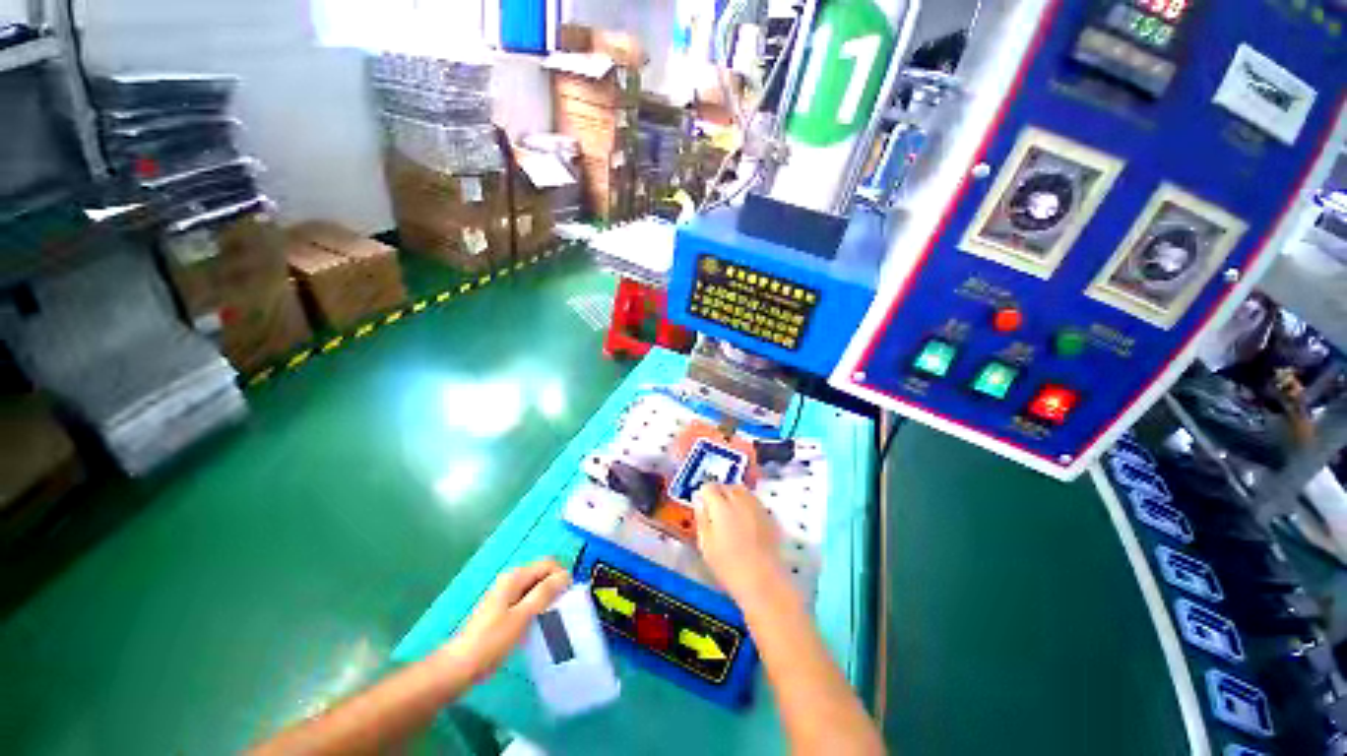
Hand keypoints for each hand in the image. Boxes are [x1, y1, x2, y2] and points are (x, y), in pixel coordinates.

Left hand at [437, 559, 570, 682]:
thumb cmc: (492, 641)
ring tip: (552, 619)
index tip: (567, 599)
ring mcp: (506, 593)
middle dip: (555, 587)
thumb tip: (566, 575)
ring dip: (546, 598)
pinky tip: (537, 624)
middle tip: (561, 610)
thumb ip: (545, 593)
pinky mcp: (504, 607)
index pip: (549, 563)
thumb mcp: (522, 616)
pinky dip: (537, 607)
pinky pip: (528, 598)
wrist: (460, 666)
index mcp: (515, 577)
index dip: (562, 576)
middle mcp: (511, 579)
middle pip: (542, 573)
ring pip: (536, 587)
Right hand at [693, 483, 783, 599]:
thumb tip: (700, 503)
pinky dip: (746, 503)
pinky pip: (753, 500)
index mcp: (720, 506)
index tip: (702, 504)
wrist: (764, 580)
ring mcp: (756, 505)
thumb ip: (701, 519)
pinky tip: (745, 519)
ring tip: (730, 511)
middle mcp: (739, 499)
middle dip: (718, 492)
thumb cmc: (728, 566)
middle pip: (726, 486)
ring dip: (733, 495)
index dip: (703, 494)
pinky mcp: (768, 514)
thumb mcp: (706, 545)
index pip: (709, 487)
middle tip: (714, 508)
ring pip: (741, 490)